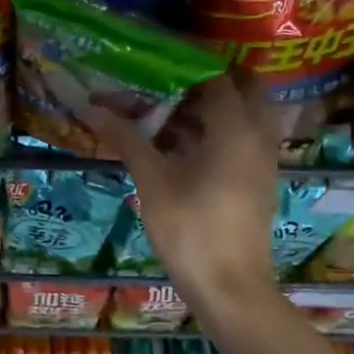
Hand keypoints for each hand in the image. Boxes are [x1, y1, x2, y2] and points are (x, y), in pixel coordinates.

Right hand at [85, 69, 281, 316]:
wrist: (230, 289)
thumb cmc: (191, 230)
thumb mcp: (153, 181)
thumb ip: (126, 139)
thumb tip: (91, 108)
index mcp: (236, 130)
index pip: (216, 78)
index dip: (184, 67)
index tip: (154, 65)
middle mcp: (258, 137)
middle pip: (244, 90)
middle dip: (209, 81)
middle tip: (170, 85)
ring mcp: (262, 161)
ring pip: (245, 116)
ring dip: (213, 108)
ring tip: (169, 113)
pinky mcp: (258, 181)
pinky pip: (243, 140)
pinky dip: (218, 132)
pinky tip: (182, 147)